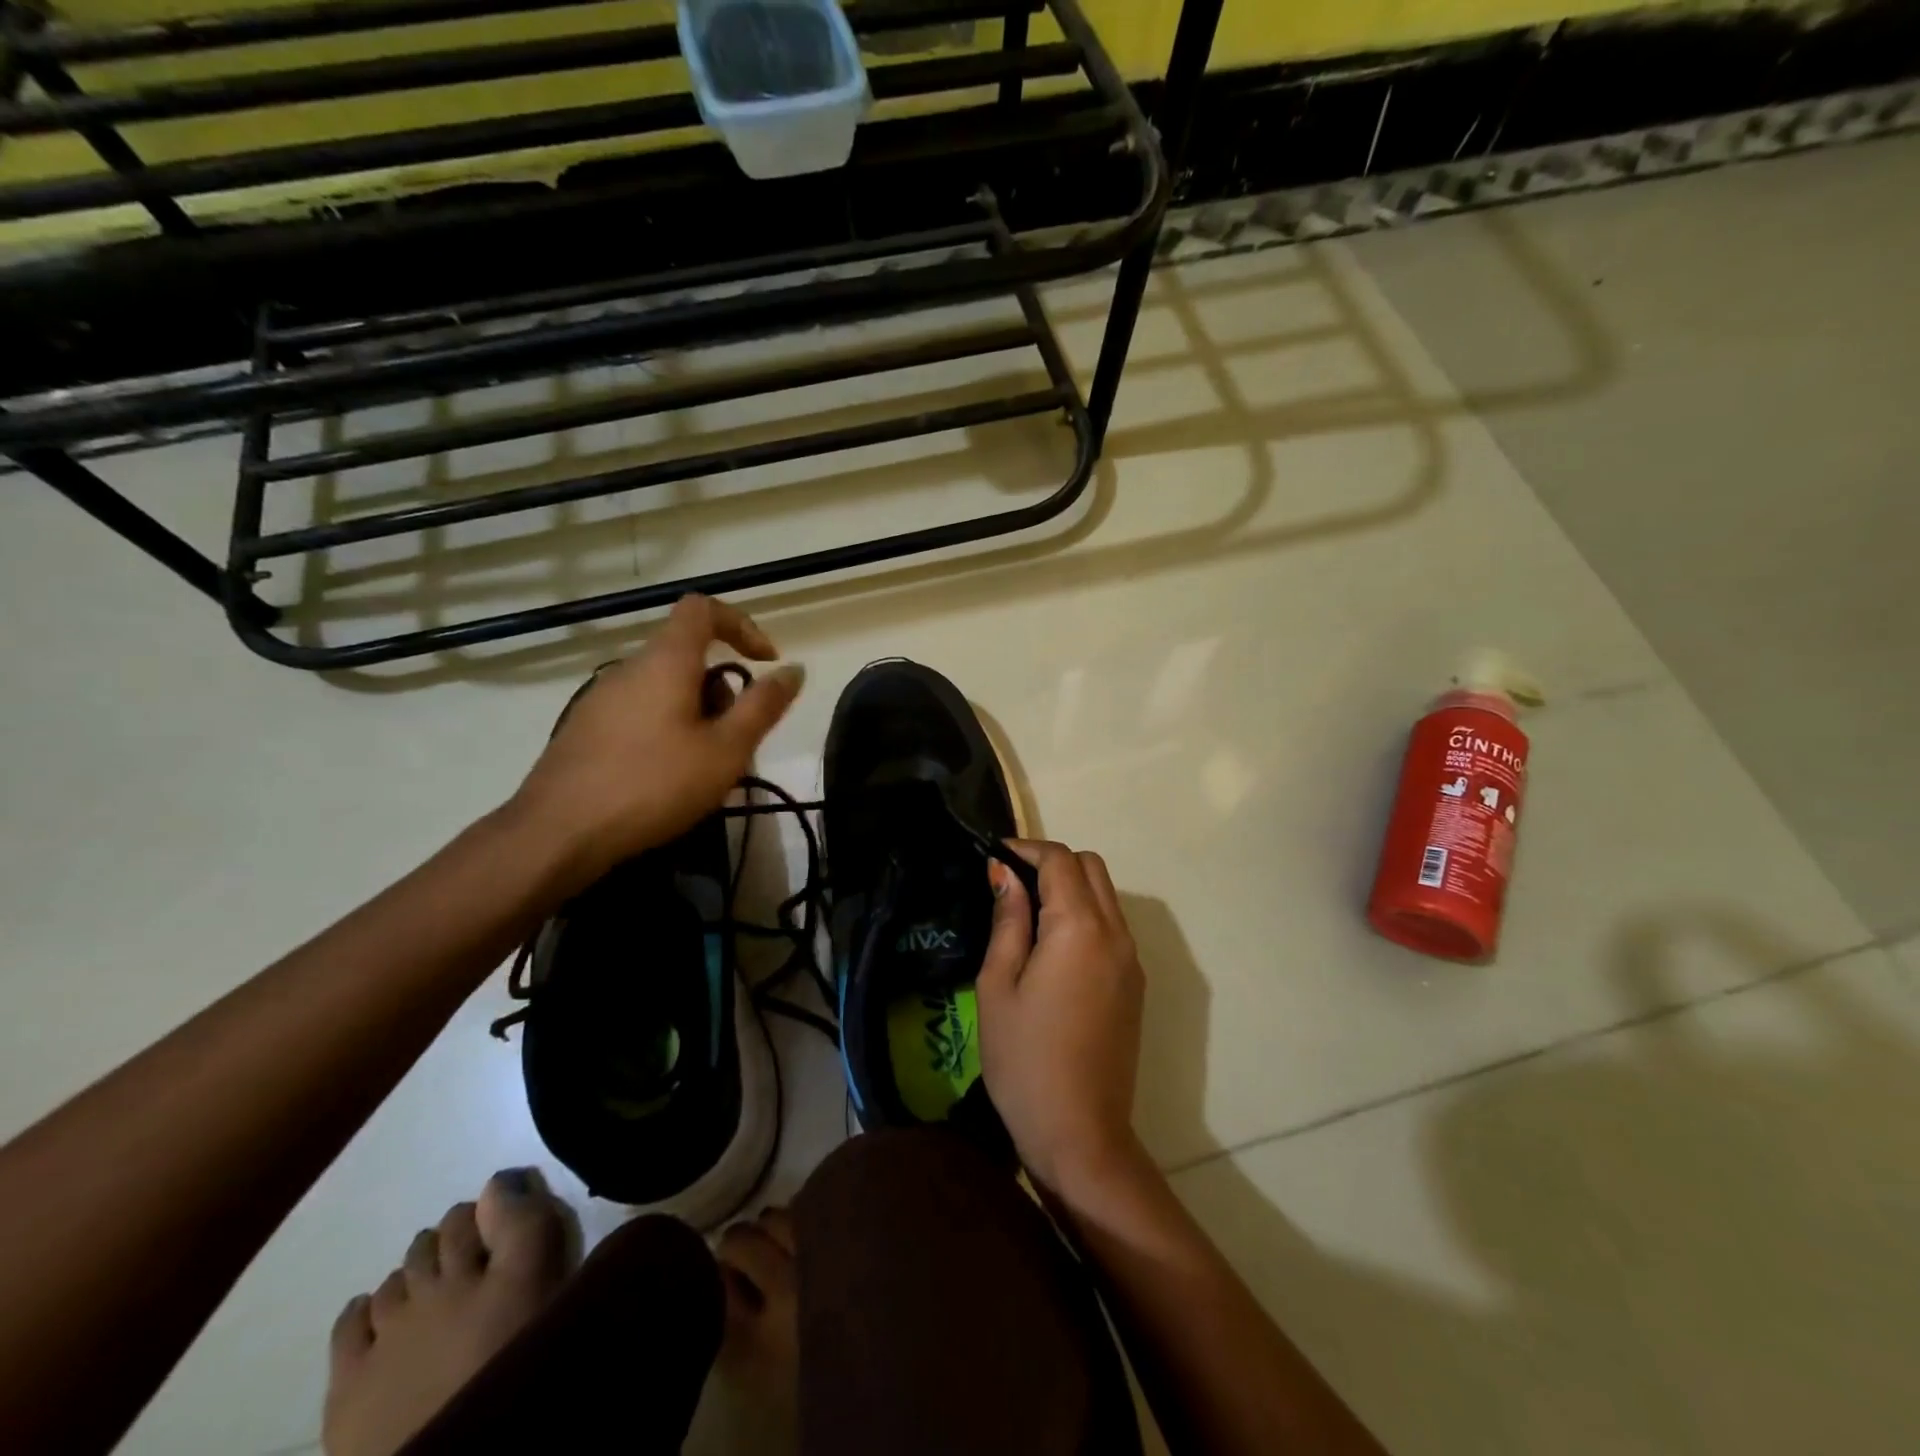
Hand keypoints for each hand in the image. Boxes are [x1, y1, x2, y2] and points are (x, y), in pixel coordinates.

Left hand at [509, 594, 801, 891]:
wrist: (558, 833)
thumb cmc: (653, 785)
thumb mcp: (726, 750)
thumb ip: (763, 706)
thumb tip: (794, 669)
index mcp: (665, 661)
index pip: (703, 609)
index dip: (742, 625)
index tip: (767, 661)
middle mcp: (629, 669)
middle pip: (688, 656)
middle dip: (724, 691)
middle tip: (737, 741)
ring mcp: (601, 699)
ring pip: (665, 689)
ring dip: (698, 715)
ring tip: (706, 768)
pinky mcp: (585, 730)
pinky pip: (641, 713)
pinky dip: (668, 730)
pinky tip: (667, 779)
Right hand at [977, 840, 1147, 1198]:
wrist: (1080, 1133)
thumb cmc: (1024, 1059)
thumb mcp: (999, 985)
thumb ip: (1008, 919)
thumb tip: (1005, 872)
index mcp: (1079, 928)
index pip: (1060, 860)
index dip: (1026, 848)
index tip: (994, 856)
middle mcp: (1116, 933)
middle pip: (1090, 867)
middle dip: (1052, 861)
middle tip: (1011, 883)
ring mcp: (1132, 959)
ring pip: (1106, 894)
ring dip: (1071, 887)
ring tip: (1028, 912)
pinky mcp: (1136, 983)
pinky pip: (1113, 925)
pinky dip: (1086, 913)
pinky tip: (1053, 944)